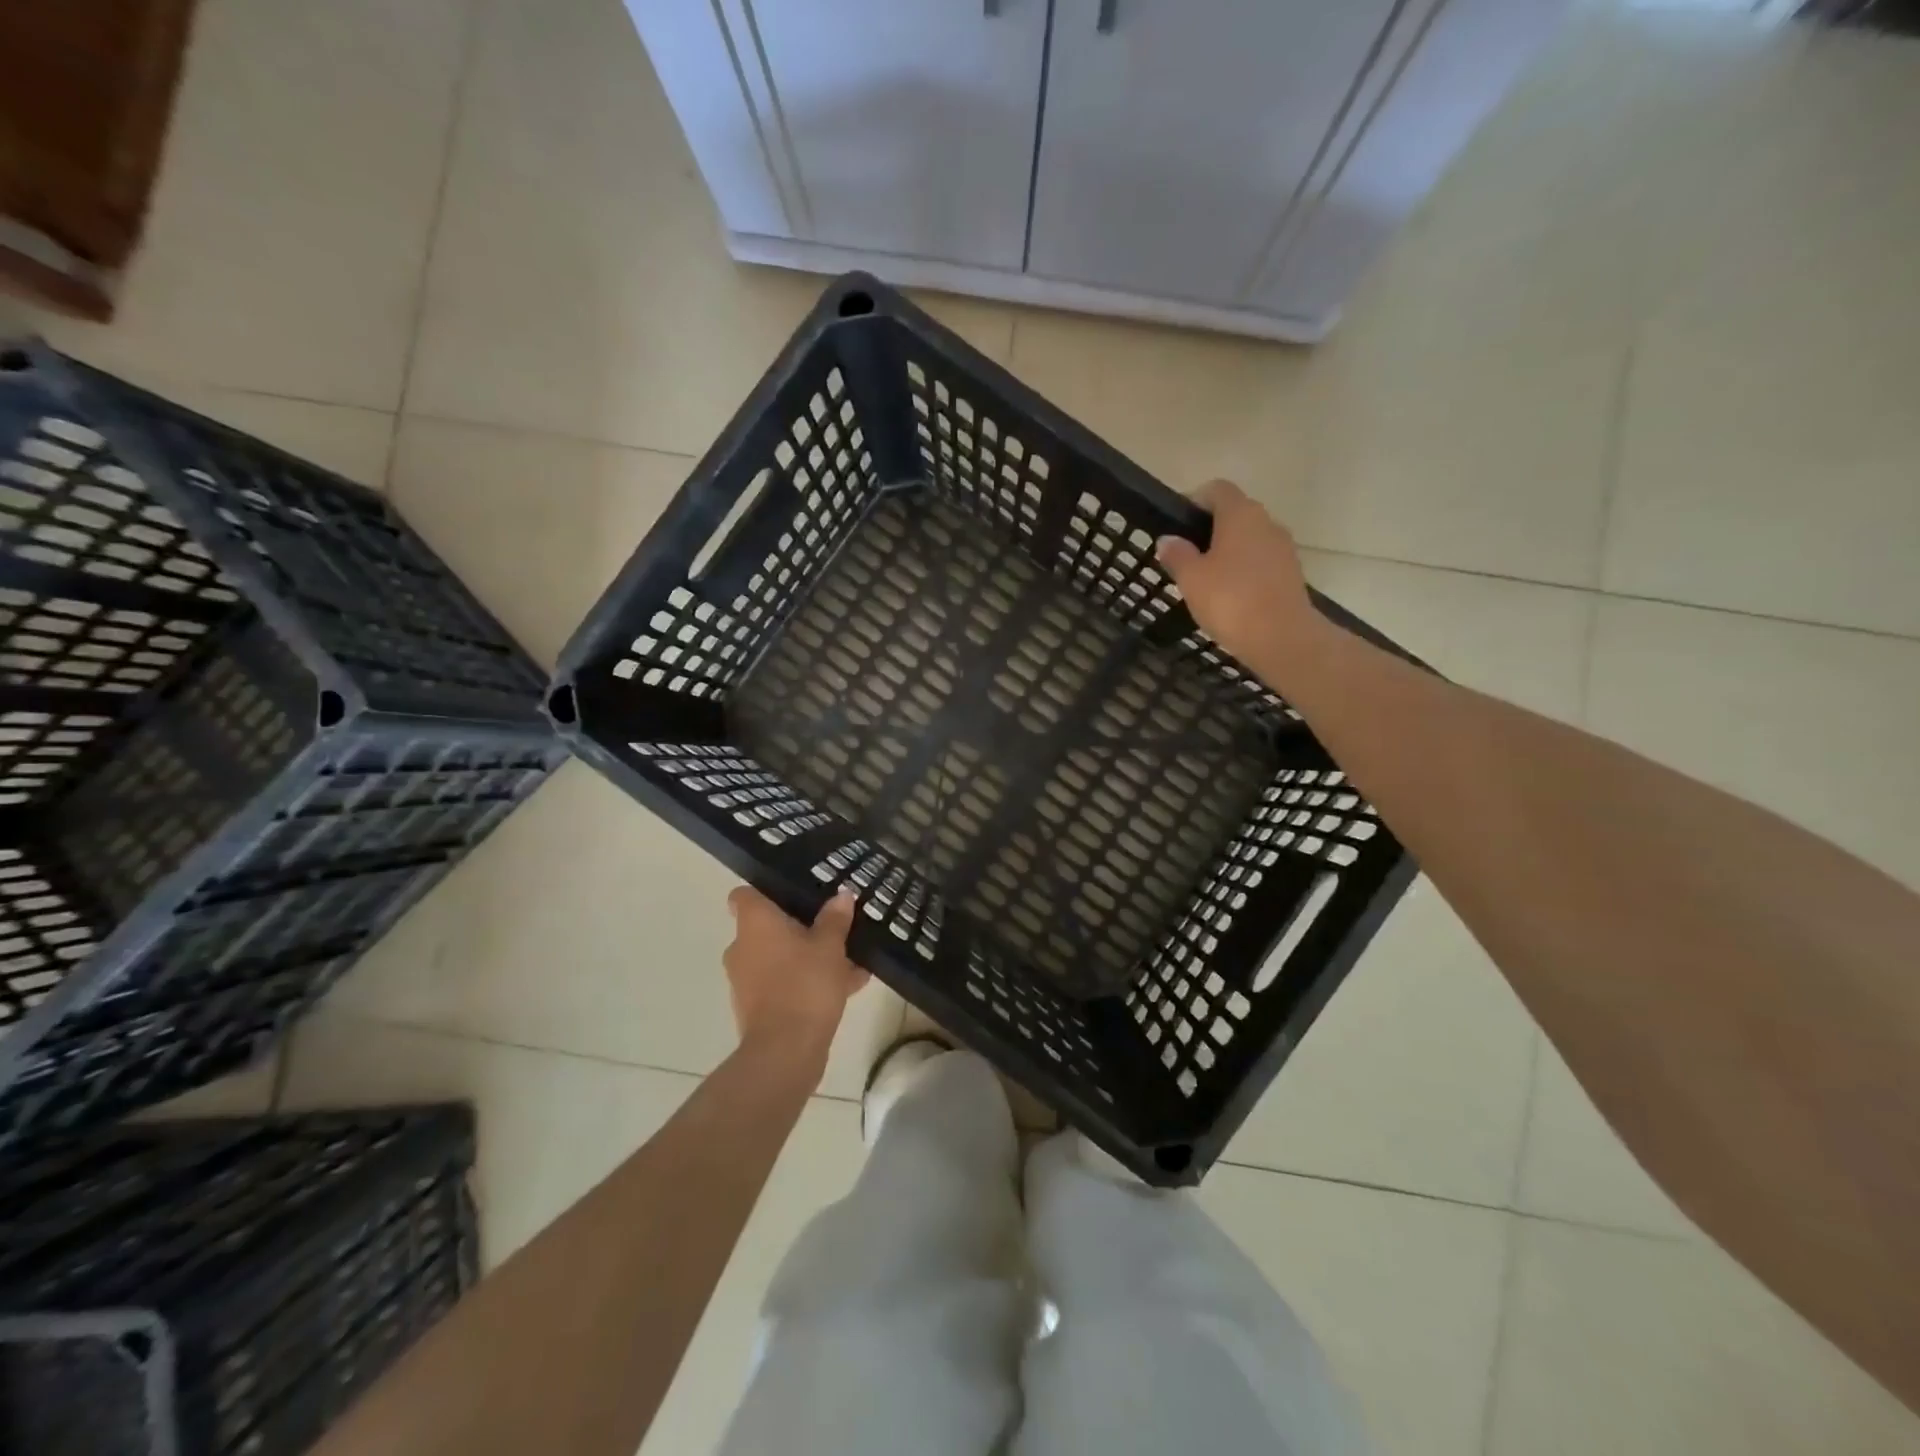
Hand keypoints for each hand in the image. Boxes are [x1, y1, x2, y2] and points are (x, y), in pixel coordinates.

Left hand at [723, 888, 868, 1064]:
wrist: (786, 1051)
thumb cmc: (805, 984)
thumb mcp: (830, 946)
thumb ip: (835, 919)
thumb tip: (842, 896)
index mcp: (754, 923)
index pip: (744, 895)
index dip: (766, 891)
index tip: (794, 893)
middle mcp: (743, 947)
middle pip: (768, 927)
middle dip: (799, 927)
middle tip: (832, 925)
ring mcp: (747, 980)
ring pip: (780, 957)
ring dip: (808, 957)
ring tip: (849, 959)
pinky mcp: (757, 1008)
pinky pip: (785, 984)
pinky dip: (808, 982)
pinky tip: (848, 986)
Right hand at [1154, 479, 1322, 670]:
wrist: (1282, 638)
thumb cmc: (1230, 600)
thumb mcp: (1191, 579)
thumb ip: (1177, 555)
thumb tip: (1168, 539)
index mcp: (1240, 514)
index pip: (1217, 489)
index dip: (1195, 500)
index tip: (1177, 523)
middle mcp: (1266, 522)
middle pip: (1235, 513)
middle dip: (1210, 528)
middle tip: (1186, 555)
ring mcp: (1283, 547)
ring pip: (1250, 538)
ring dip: (1228, 551)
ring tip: (1206, 578)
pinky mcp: (1291, 573)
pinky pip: (1261, 561)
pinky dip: (1244, 570)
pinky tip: (1229, 595)